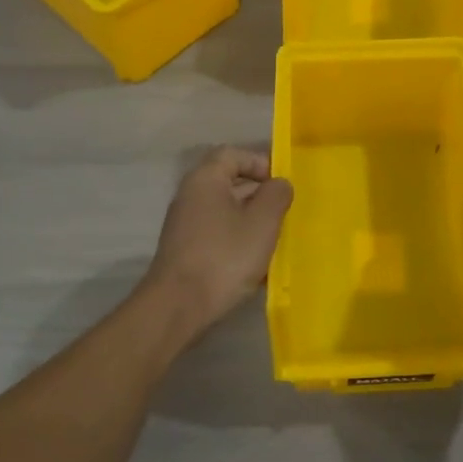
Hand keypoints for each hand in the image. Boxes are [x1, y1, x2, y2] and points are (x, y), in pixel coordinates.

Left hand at [144, 147, 293, 332]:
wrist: (178, 306)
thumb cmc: (224, 257)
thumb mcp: (262, 222)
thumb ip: (276, 195)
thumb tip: (279, 183)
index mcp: (205, 180)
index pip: (233, 154)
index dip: (260, 162)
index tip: (281, 184)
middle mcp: (190, 196)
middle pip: (229, 182)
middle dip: (260, 194)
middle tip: (284, 212)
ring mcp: (184, 224)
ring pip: (225, 210)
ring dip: (251, 220)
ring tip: (275, 239)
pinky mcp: (185, 249)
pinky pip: (217, 233)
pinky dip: (238, 239)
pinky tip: (255, 262)